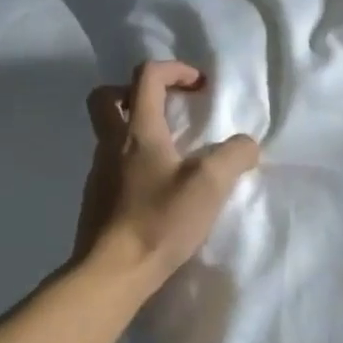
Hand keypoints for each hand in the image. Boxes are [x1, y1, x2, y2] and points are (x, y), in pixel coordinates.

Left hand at [73, 60, 260, 289]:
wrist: (112, 273)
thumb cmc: (160, 221)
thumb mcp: (210, 184)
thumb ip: (234, 155)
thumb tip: (245, 145)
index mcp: (137, 132)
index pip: (146, 76)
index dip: (175, 70)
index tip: (200, 87)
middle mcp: (110, 145)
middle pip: (107, 97)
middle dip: (136, 91)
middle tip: (166, 108)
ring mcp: (99, 174)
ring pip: (109, 134)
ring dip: (137, 130)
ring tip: (172, 154)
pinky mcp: (97, 201)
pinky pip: (113, 166)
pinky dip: (134, 163)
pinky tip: (158, 189)